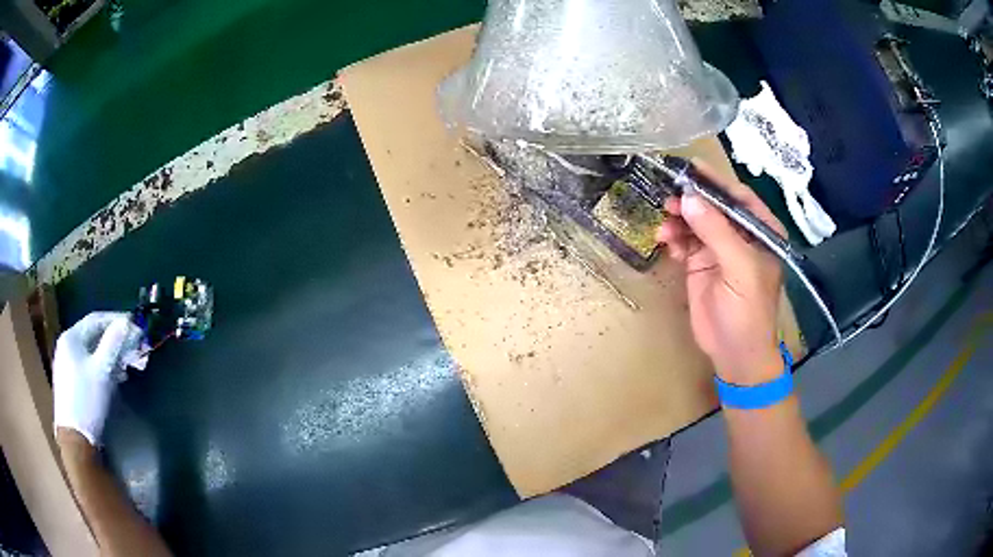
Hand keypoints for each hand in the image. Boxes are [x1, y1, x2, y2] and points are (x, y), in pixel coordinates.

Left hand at [53, 312, 143, 445]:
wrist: (74, 438)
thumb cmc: (87, 401)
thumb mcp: (103, 371)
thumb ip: (114, 343)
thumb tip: (127, 322)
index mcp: (71, 337)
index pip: (96, 319)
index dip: (116, 320)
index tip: (135, 325)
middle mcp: (66, 345)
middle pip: (93, 336)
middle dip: (115, 341)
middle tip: (133, 349)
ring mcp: (66, 364)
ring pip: (91, 352)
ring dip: (110, 355)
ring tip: (126, 366)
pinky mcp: (69, 381)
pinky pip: (88, 364)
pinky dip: (102, 366)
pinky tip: (112, 377)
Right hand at [655, 160, 784, 384]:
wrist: (734, 353)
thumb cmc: (748, 311)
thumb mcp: (739, 269)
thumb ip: (716, 232)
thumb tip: (689, 198)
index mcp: (760, 232)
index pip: (739, 198)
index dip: (716, 181)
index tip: (691, 167)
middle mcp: (740, 236)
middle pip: (713, 206)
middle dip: (692, 201)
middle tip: (669, 197)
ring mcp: (719, 249)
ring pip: (696, 221)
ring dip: (679, 219)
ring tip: (665, 225)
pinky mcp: (700, 264)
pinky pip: (684, 241)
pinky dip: (674, 238)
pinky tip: (667, 242)